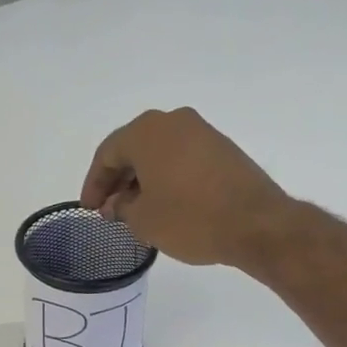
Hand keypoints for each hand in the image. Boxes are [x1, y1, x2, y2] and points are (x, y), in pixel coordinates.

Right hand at [79, 108, 294, 266]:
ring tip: (136, 210)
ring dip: (143, 179)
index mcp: (147, 131)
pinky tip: (166, 203)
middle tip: (109, 209)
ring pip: (160, 153)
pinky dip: (168, 178)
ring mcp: (203, 132)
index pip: (107, 154)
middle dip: (118, 180)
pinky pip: (183, 159)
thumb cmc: (190, 218)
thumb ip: (121, 208)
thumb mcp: (144, 220)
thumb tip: (117, 204)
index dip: (94, 184)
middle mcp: (174, 122)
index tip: (90, 209)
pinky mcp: (224, 149)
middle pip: (134, 149)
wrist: (257, 224)